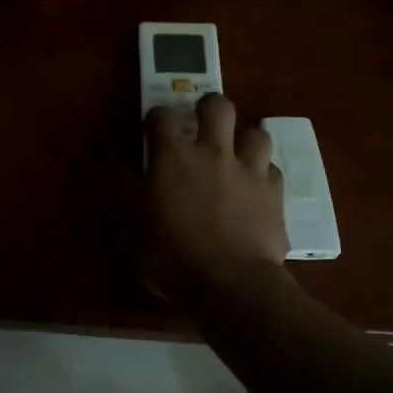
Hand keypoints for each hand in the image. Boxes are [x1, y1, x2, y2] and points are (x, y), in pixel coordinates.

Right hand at [143, 93, 287, 297]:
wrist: (232, 285)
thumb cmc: (173, 258)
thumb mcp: (133, 230)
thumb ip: (125, 193)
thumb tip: (117, 165)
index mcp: (174, 159)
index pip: (162, 117)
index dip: (156, 118)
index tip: (152, 129)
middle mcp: (214, 153)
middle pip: (219, 107)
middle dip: (209, 107)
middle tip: (203, 121)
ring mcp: (250, 171)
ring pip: (257, 133)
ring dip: (245, 139)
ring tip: (237, 154)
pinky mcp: (275, 195)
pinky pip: (273, 172)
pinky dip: (263, 176)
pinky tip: (257, 190)